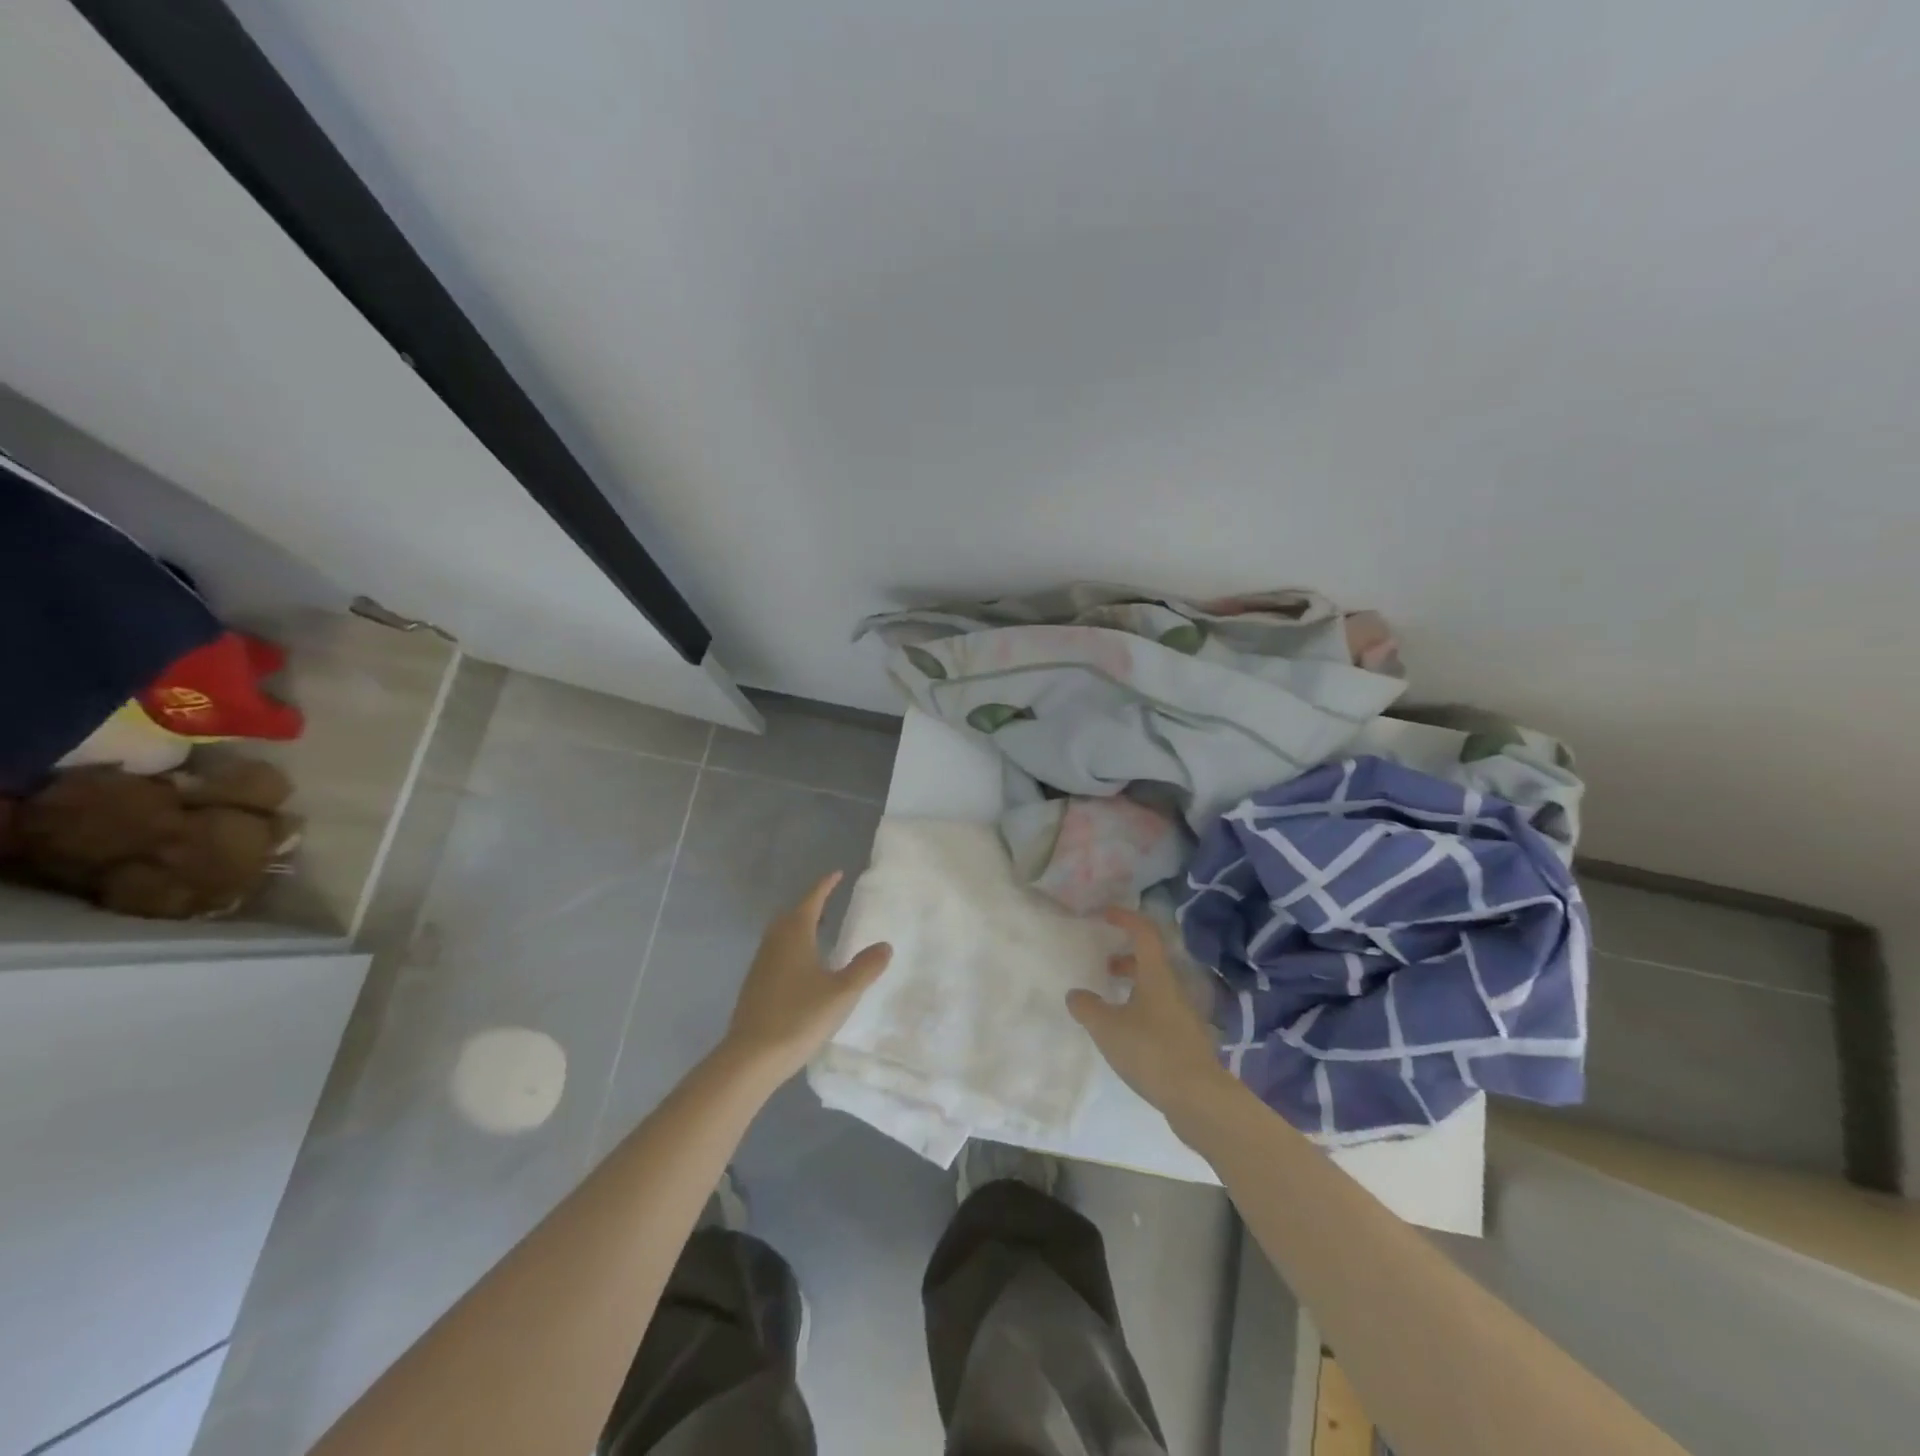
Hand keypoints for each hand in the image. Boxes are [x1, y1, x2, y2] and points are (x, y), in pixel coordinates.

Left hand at [721, 872, 891, 1087]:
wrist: (751, 1057)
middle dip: (812, 906)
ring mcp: (761, 963)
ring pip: (782, 934)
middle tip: (830, 904)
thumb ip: (865, 967)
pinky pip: (777, 952)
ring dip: (800, 927)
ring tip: (820, 934)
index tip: (837, 873)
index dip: (826, 885)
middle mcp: (774, 942)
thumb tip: (884, 945)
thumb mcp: (842, 992)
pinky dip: (792, 948)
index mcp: (795, 934)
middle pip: (793, 914)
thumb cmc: (799, 1016)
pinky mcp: (754, 984)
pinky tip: (803, 968)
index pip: (812, 900)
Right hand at [1067, 907, 1229, 1116]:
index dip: (1125, 918)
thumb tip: (1075, 994)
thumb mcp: (1107, 1027)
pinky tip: (1125, 1033)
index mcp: (1157, 976)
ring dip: (1132, 986)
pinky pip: (1159, 1012)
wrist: (1199, 1099)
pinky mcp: (1186, 1040)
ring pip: (1156, 988)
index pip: (1144, 932)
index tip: (1104, 914)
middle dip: (1126, 957)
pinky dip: (1140, 1010)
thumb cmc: (1151, 1051)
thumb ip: (1087, 1007)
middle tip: (1103, 964)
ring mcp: (1184, 1015)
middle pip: (1151, 961)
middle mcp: (1174, 989)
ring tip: (1108, 1001)